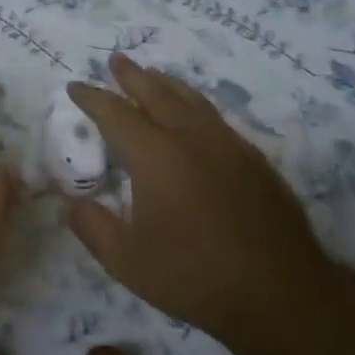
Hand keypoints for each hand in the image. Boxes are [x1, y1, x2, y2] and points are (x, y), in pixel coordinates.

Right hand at [67, 54, 331, 345]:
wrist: (281, 294)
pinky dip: (194, 104)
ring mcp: (227, 144)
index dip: (92, 98)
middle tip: (116, 60)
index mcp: (155, 155)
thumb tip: (73, 203)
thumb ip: (92, 227)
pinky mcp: (253, 158)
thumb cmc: (195, 277)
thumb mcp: (127, 262)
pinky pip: (215, 117)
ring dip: (166, 83)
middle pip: (156, 92)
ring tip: (153, 75)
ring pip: (190, 99)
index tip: (75, 87)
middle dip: (132, 75)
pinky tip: (194, 116)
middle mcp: (190, 137)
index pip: (115, 113)